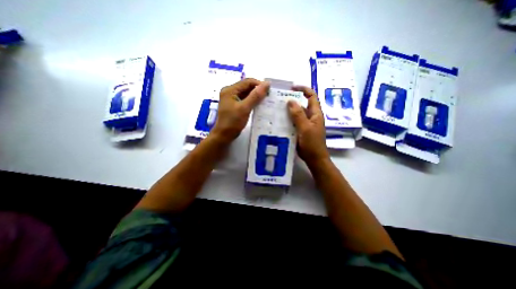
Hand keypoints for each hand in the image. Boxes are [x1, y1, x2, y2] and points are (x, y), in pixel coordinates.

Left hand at [212, 78, 271, 144]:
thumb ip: (255, 96)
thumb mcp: (245, 108)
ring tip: (265, 101)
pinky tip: (259, 105)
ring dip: (256, 96)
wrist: (224, 136)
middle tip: (268, 97)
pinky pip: (245, 100)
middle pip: (246, 87)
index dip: (259, 84)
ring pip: (246, 94)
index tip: (269, 91)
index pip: (247, 82)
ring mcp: (231, 99)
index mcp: (230, 90)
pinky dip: (252, 101)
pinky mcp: (234, 105)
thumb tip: (267, 84)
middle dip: (258, 91)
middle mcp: (230, 92)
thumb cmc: (233, 122)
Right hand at [286, 85, 329, 164]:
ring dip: (288, 111)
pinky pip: (293, 122)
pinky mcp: (300, 130)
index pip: (311, 96)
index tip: (292, 87)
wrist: (314, 158)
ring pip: (296, 114)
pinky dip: (287, 120)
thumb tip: (290, 100)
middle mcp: (310, 117)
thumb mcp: (305, 128)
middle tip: (278, 100)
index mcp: (315, 113)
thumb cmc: (312, 143)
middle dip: (292, 101)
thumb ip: (298, 114)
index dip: (303, 89)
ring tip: (275, 109)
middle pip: (301, 105)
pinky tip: (278, 120)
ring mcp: (305, 124)